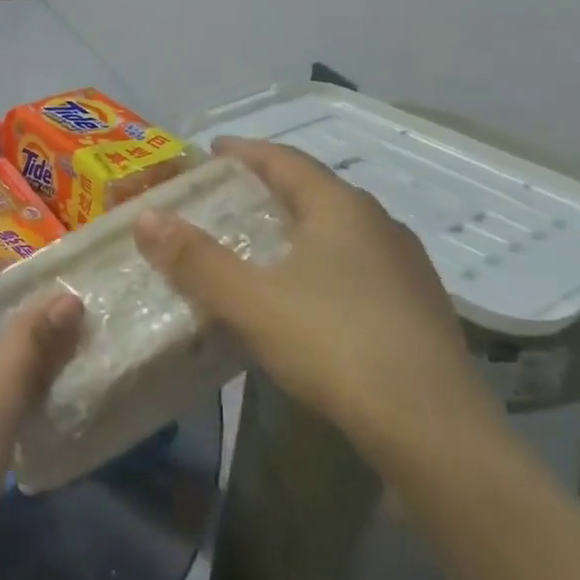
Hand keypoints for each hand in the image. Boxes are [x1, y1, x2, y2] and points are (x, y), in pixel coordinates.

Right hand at [133, 138, 498, 466]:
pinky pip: (357, 263)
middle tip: (228, 195)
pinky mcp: (419, 307)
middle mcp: (379, 225)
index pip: (286, 160)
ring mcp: (406, 267)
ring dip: (298, 224)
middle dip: (270, 186)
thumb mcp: (249, 300)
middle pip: (316, 189)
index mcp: (341, 208)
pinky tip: (306, 291)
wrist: (434, 429)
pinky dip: (321, 259)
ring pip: (340, 228)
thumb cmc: (333, 344)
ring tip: (262, 240)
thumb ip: (195, 258)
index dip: (245, 152)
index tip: (212, 150)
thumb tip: (145, 217)